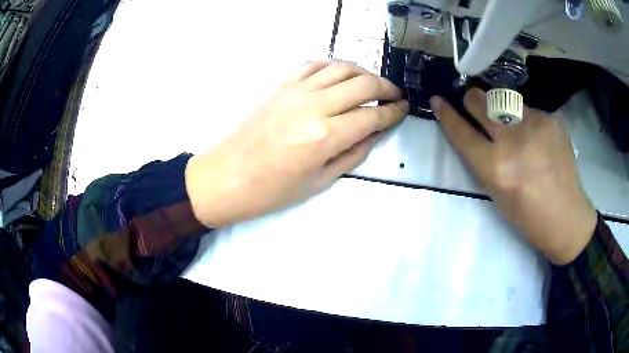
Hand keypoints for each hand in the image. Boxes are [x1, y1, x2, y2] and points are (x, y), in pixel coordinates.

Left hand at [186, 61, 407, 227]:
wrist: (227, 177)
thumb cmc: (272, 190)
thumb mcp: (320, 181)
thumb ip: (353, 153)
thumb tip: (376, 132)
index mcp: (325, 136)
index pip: (373, 115)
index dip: (394, 112)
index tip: (403, 109)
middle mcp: (314, 106)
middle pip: (363, 83)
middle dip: (386, 87)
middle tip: (395, 95)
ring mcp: (296, 91)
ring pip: (341, 67)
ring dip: (364, 72)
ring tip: (372, 84)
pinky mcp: (282, 85)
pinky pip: (314, 64)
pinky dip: (334, 65)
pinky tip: (340, 75)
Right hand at [431, 88, 596, 264]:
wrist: (566, 217)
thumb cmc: (527, 216)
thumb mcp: (497, 193)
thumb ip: (483, 159)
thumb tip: (474, 128)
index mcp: (496, 168)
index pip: (463, 132)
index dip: (447, 115)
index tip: (438, 100)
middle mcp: (514, 141)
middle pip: (481, 101)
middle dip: (472, 101)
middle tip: (474, 105)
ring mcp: (536, 125)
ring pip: (505, 100)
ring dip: (502, 109)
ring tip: (516, 129)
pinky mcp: (551, 119)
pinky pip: (529, 110)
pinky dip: (527, 119)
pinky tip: (538, 138)